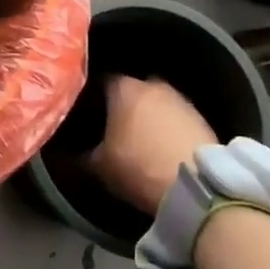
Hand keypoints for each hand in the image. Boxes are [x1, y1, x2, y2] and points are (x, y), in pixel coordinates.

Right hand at [89, 76, 218, 214]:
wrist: (197, 186)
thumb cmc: (139, 166)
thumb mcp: (100, 166)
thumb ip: (82, 155)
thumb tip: (66, 154)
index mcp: (123, 88)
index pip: (102, 81)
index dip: (94, 97)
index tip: (89, 113)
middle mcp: (152, 85)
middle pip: (132, 90)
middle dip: (124, 104)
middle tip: (115, 126)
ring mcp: (181, 99)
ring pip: (157, 103)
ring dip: (150, 116)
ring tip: (141, 139)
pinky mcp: (203, 118)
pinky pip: (177, 118)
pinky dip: (169, 129)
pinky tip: (163, 147)